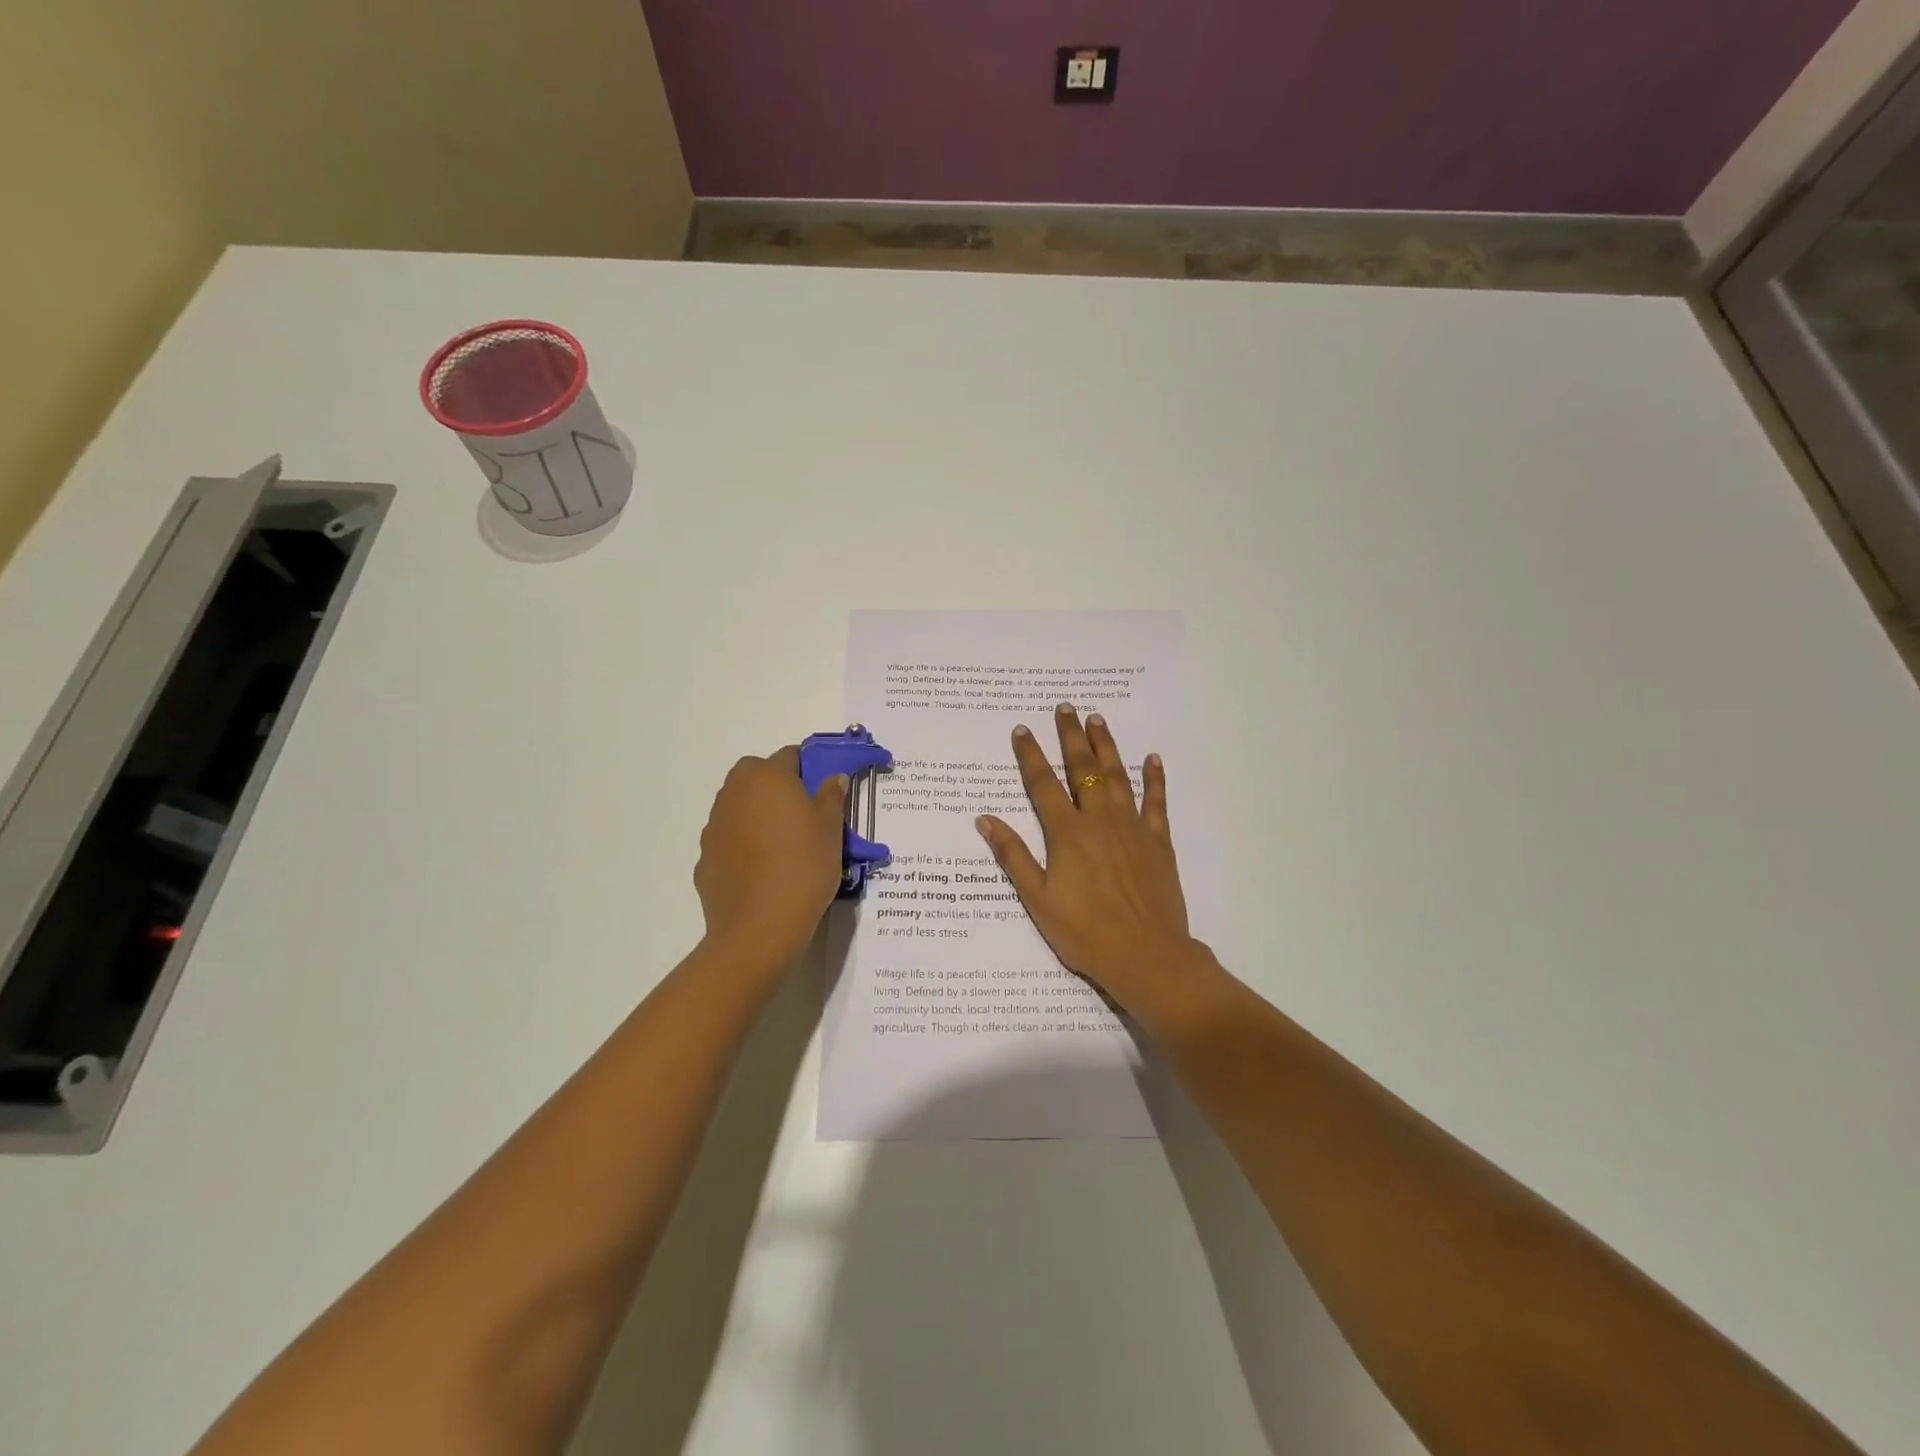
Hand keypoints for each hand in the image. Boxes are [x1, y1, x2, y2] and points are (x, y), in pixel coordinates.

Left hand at [695, 746, 847, 964]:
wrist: (759, 927)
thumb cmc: (803, 868)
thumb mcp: (831, 830)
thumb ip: (831, 797)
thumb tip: (833, 777)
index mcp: (768, 777)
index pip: (790, 755)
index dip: (808, 770)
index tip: (822, 793)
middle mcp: (734, 792)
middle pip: (756, 775)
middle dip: (776, 786)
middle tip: (801, 816)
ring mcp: (714, 825)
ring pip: (739, 805)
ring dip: (757, 814)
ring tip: (782, 846)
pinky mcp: (705, 856)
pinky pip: (729, 838)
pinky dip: (742, 844)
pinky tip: (761, 870)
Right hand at [975, 704, 1199, 1012]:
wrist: (1147, 956)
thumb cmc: (1084, 932)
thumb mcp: (1038, 899)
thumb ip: (1013, 856)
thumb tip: (985, 819)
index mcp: (1067, 834)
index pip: (1043, 784)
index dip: (1030, 755)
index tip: (1022, 729)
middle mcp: (1099, 820)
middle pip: (1083, 769)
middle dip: (1072, 736)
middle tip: (1066, 707)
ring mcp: (1132, 828)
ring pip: (1117, 776)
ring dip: (1107, 746)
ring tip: (1098, 720)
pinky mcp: (1158, 841)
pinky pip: (1156, 802)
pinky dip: (1154, 779)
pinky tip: (1152, 758)